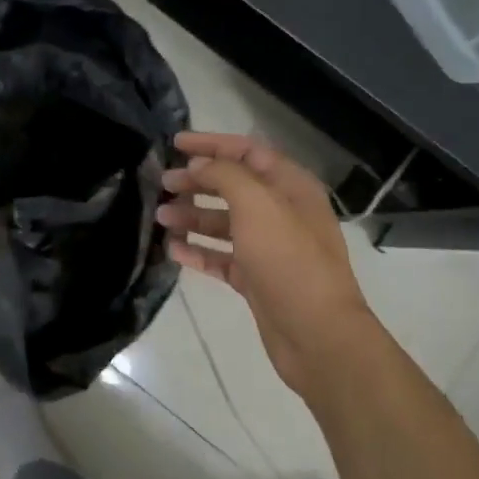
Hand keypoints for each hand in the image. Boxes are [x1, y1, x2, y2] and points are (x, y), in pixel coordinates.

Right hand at [157, 131, 374, 400]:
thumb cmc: (289, 260)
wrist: (318, 335)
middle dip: (197, 182)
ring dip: (192, 217)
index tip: (175, 143)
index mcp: (290, 186)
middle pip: (233, 186)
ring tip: (160, 218)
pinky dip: (198, 252)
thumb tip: (199, 165)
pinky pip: (222, 258)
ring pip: (224, 223)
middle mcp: (281, 212)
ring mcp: (269, 248)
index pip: (247, 151)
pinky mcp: (256, 279)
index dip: (211, 144)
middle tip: (162, 184)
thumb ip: (226, 175)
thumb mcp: (257, 205)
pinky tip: (172, 250)